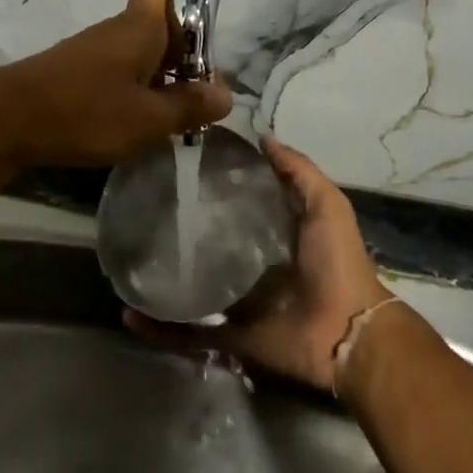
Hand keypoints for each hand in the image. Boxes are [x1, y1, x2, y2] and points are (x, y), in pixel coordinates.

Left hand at [0, 0, 231, 167]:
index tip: (198, 54)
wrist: (6, 120)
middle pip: (156, 28)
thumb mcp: (149, 119)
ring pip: (135, 54)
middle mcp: (115, 30)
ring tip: (164, 122)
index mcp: (139, 27)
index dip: (186, 12)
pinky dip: (128, 94)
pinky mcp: (71, 73)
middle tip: (190, 101)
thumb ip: (190, 106)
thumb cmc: (86, 112)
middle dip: (179, 60)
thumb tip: (226, 94)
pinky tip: (128, 126)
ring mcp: (90, 52)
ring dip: (155, 81)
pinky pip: (113, 74)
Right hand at [126, 137, 405, 391]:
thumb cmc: (336, 262)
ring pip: (191, 290)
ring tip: (125, 263)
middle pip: (209, 248)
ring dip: (161, 281)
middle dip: (179, 234)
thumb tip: (263, 137)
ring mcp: (238, 304)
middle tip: (143, 212)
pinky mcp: (230, 334)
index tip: (179, 169)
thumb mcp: (325, 205)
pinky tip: (129, 314)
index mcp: (274, 239)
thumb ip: (298, 171)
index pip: (236, 209)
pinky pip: (189, 333)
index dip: (212, 190)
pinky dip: (160, 328)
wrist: (347, 331)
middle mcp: (252, 268)